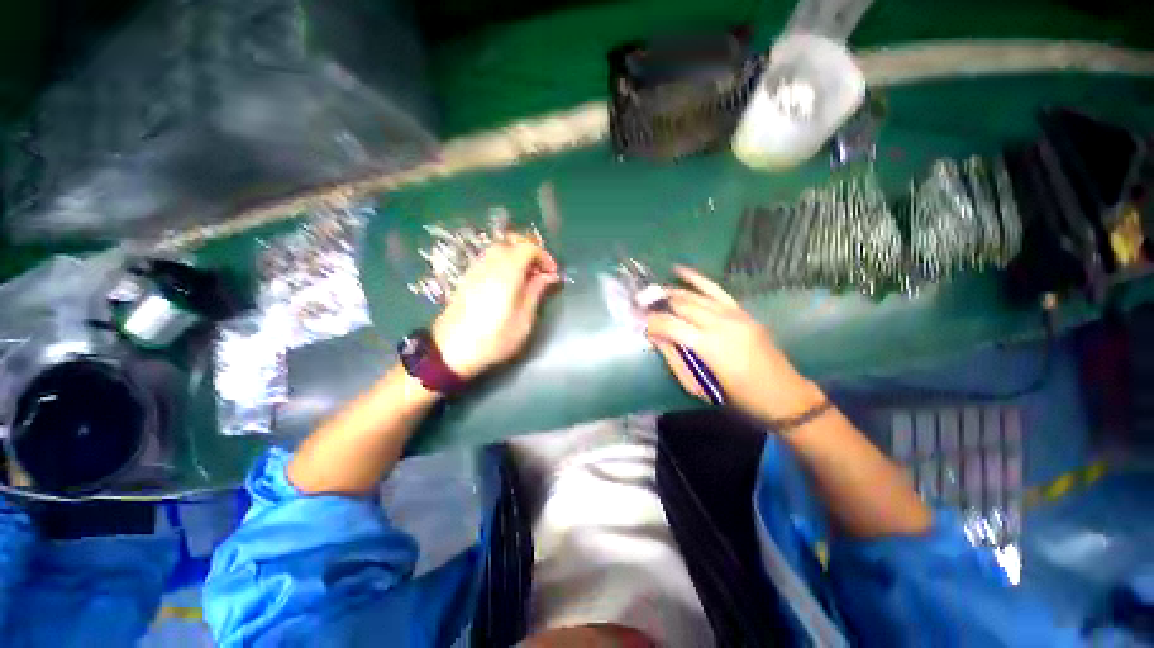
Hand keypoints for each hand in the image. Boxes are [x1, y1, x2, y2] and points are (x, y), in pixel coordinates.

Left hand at [431, 235, 560, 379]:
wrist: (452, 350)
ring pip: (500, 248)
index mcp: (507, 273)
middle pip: (512, 242)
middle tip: (540, 273)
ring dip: (517, 257)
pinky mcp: (468, 276)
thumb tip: (550, 276)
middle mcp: (490, 264)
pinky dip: (504, 262)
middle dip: (530, 252)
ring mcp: (476, 268)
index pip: (528, 247)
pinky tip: (508, 283)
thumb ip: (536, 292)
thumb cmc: (494, 338)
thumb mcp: (523, 320)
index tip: (552, 274)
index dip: (544, 256)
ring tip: (526, 279)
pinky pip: (489, 258)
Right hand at [645, 266, 823, 422]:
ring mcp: (734, 314)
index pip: (670, 325)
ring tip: (654, 293)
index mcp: (708, 346)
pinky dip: (696, 279)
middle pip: (681, 305)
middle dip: (658, 304)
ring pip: (695, 295)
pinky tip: (680, 270)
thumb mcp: (698, 386)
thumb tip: (656, 337)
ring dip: (672, 292)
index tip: (640, 324)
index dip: (652, 323)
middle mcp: (720, 324)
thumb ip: (674, 358)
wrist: (783, 396)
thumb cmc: (736, 398)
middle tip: (641, 306)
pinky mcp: (742, 312)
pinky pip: (716, 290)